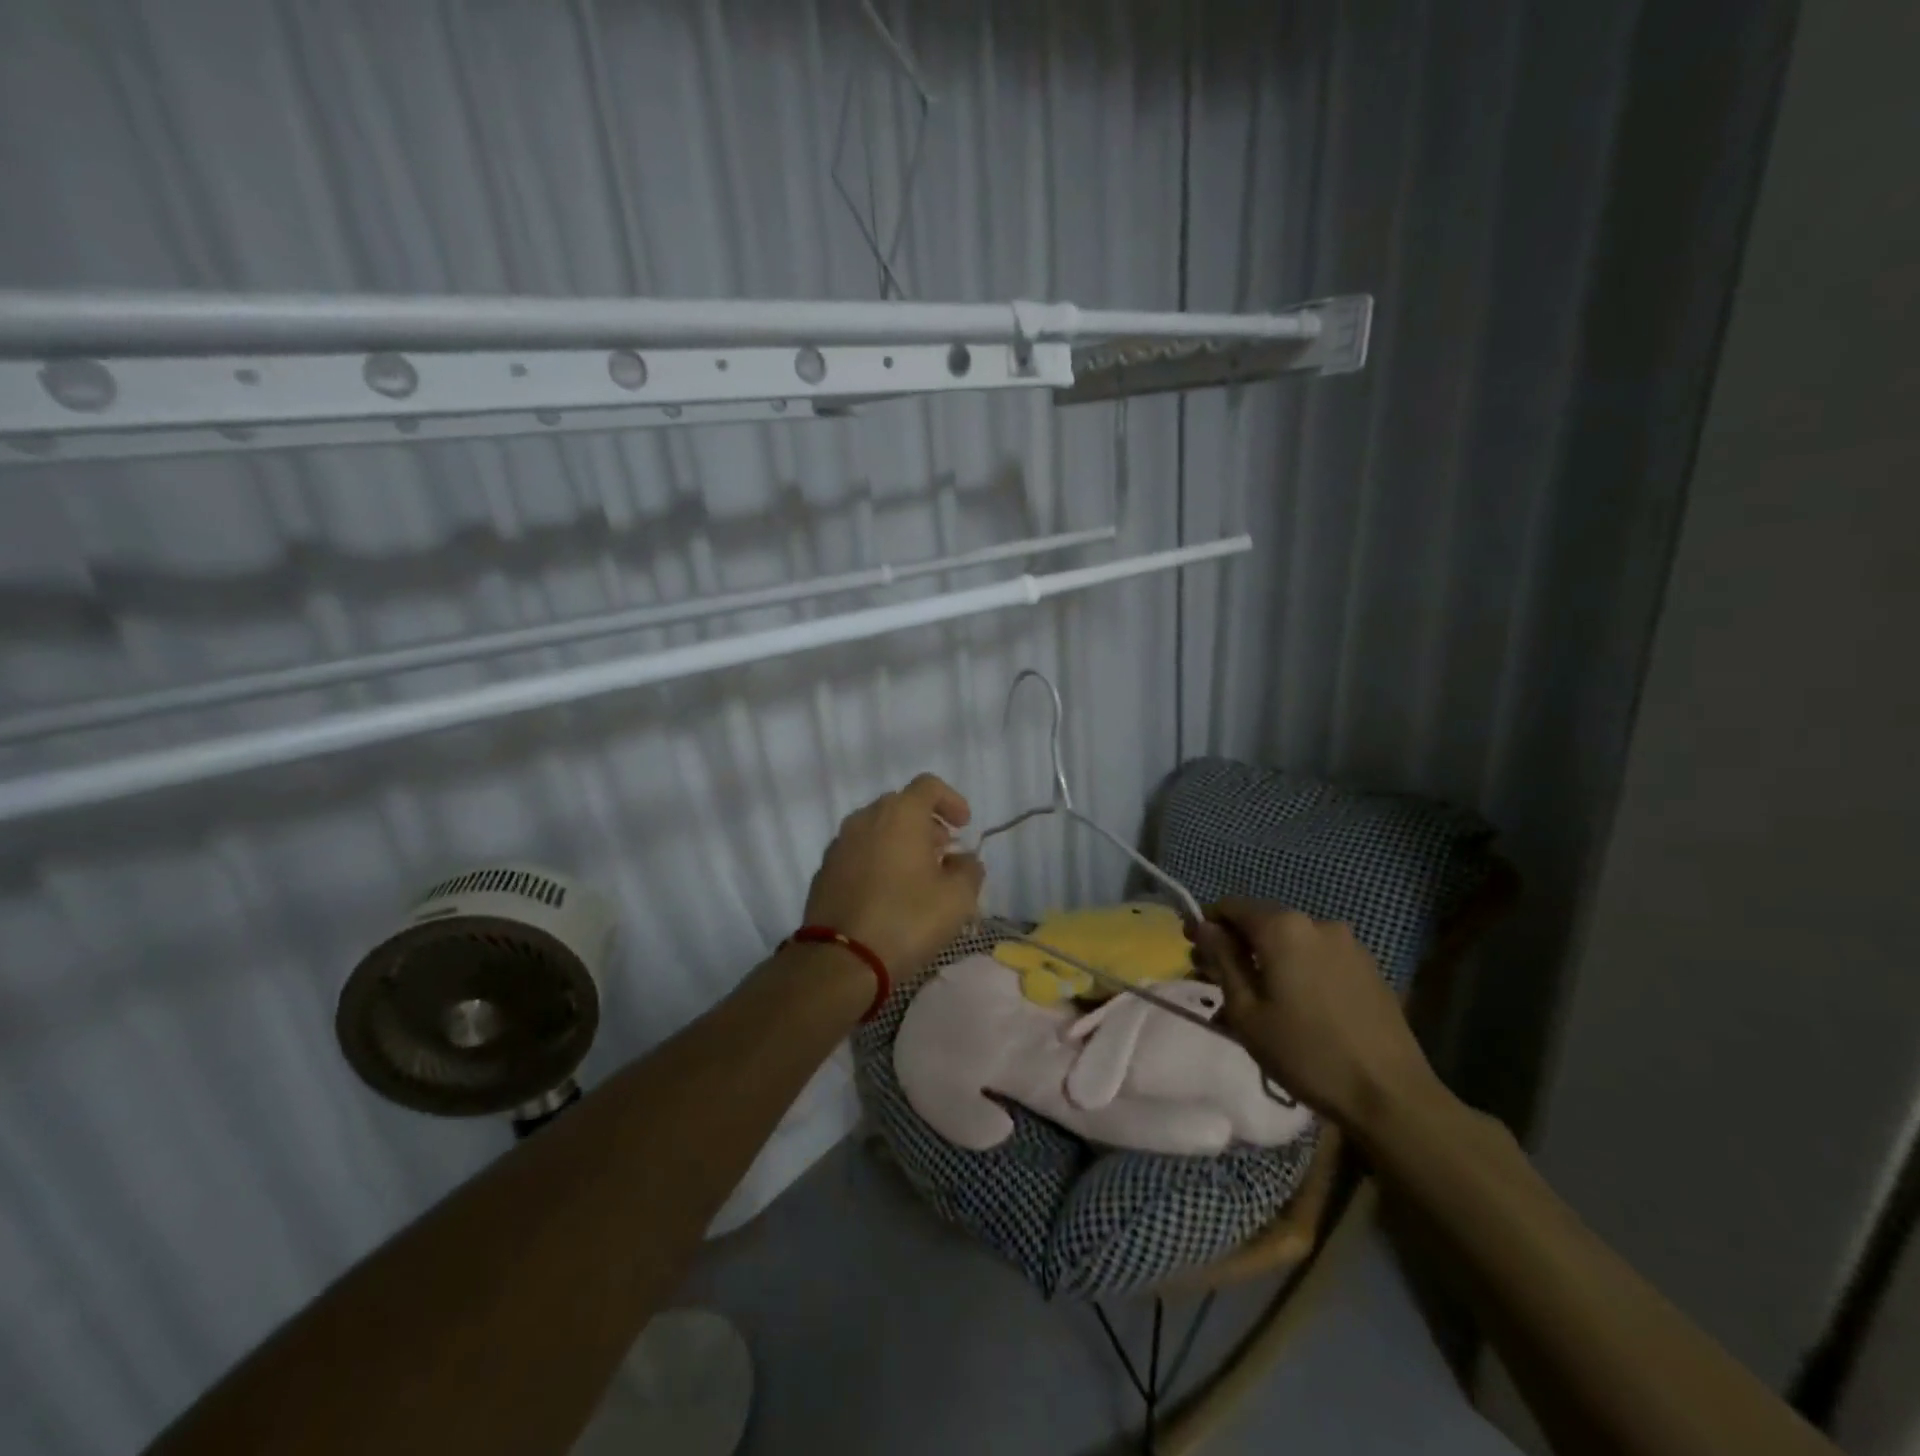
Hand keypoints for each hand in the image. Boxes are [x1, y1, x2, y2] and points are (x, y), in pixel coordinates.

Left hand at [803, 773, 985, 975]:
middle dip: (926, 824)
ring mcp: (840, 844)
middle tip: (944, 853)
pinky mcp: (825, 871)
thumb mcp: (957, 899)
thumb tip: (963, 861)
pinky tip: (888, 893)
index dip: (951, 800)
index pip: (929, 786)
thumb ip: (969, 870)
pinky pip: (858, 853)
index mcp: (899, 814)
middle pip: (901, 806)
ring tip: (917, 876)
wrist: (841, 960)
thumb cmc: (906, 920)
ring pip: (877, 829)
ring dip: (900, 842)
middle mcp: (865, 819)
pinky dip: (877, 860)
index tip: (964, 827)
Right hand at [1190, 897, 1438, 1133]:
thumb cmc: (1305, 1053)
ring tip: (1256, 1000)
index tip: (1193, 950)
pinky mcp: (1369, 968)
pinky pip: (1319, 958)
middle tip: (1216, 979)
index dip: (1206, 923)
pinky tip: (1294, 1005)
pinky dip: (1297, 970)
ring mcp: (1348, 944)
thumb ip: (1222, 960)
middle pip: (1262, 922)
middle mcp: (1317, 923)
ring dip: (1266, 960)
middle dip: (1235, 945)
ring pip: (1291, 942)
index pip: (1231, 906)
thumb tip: (1205, 927)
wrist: (1391, 1096)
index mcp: (1283, 927)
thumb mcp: (1246, 1011)